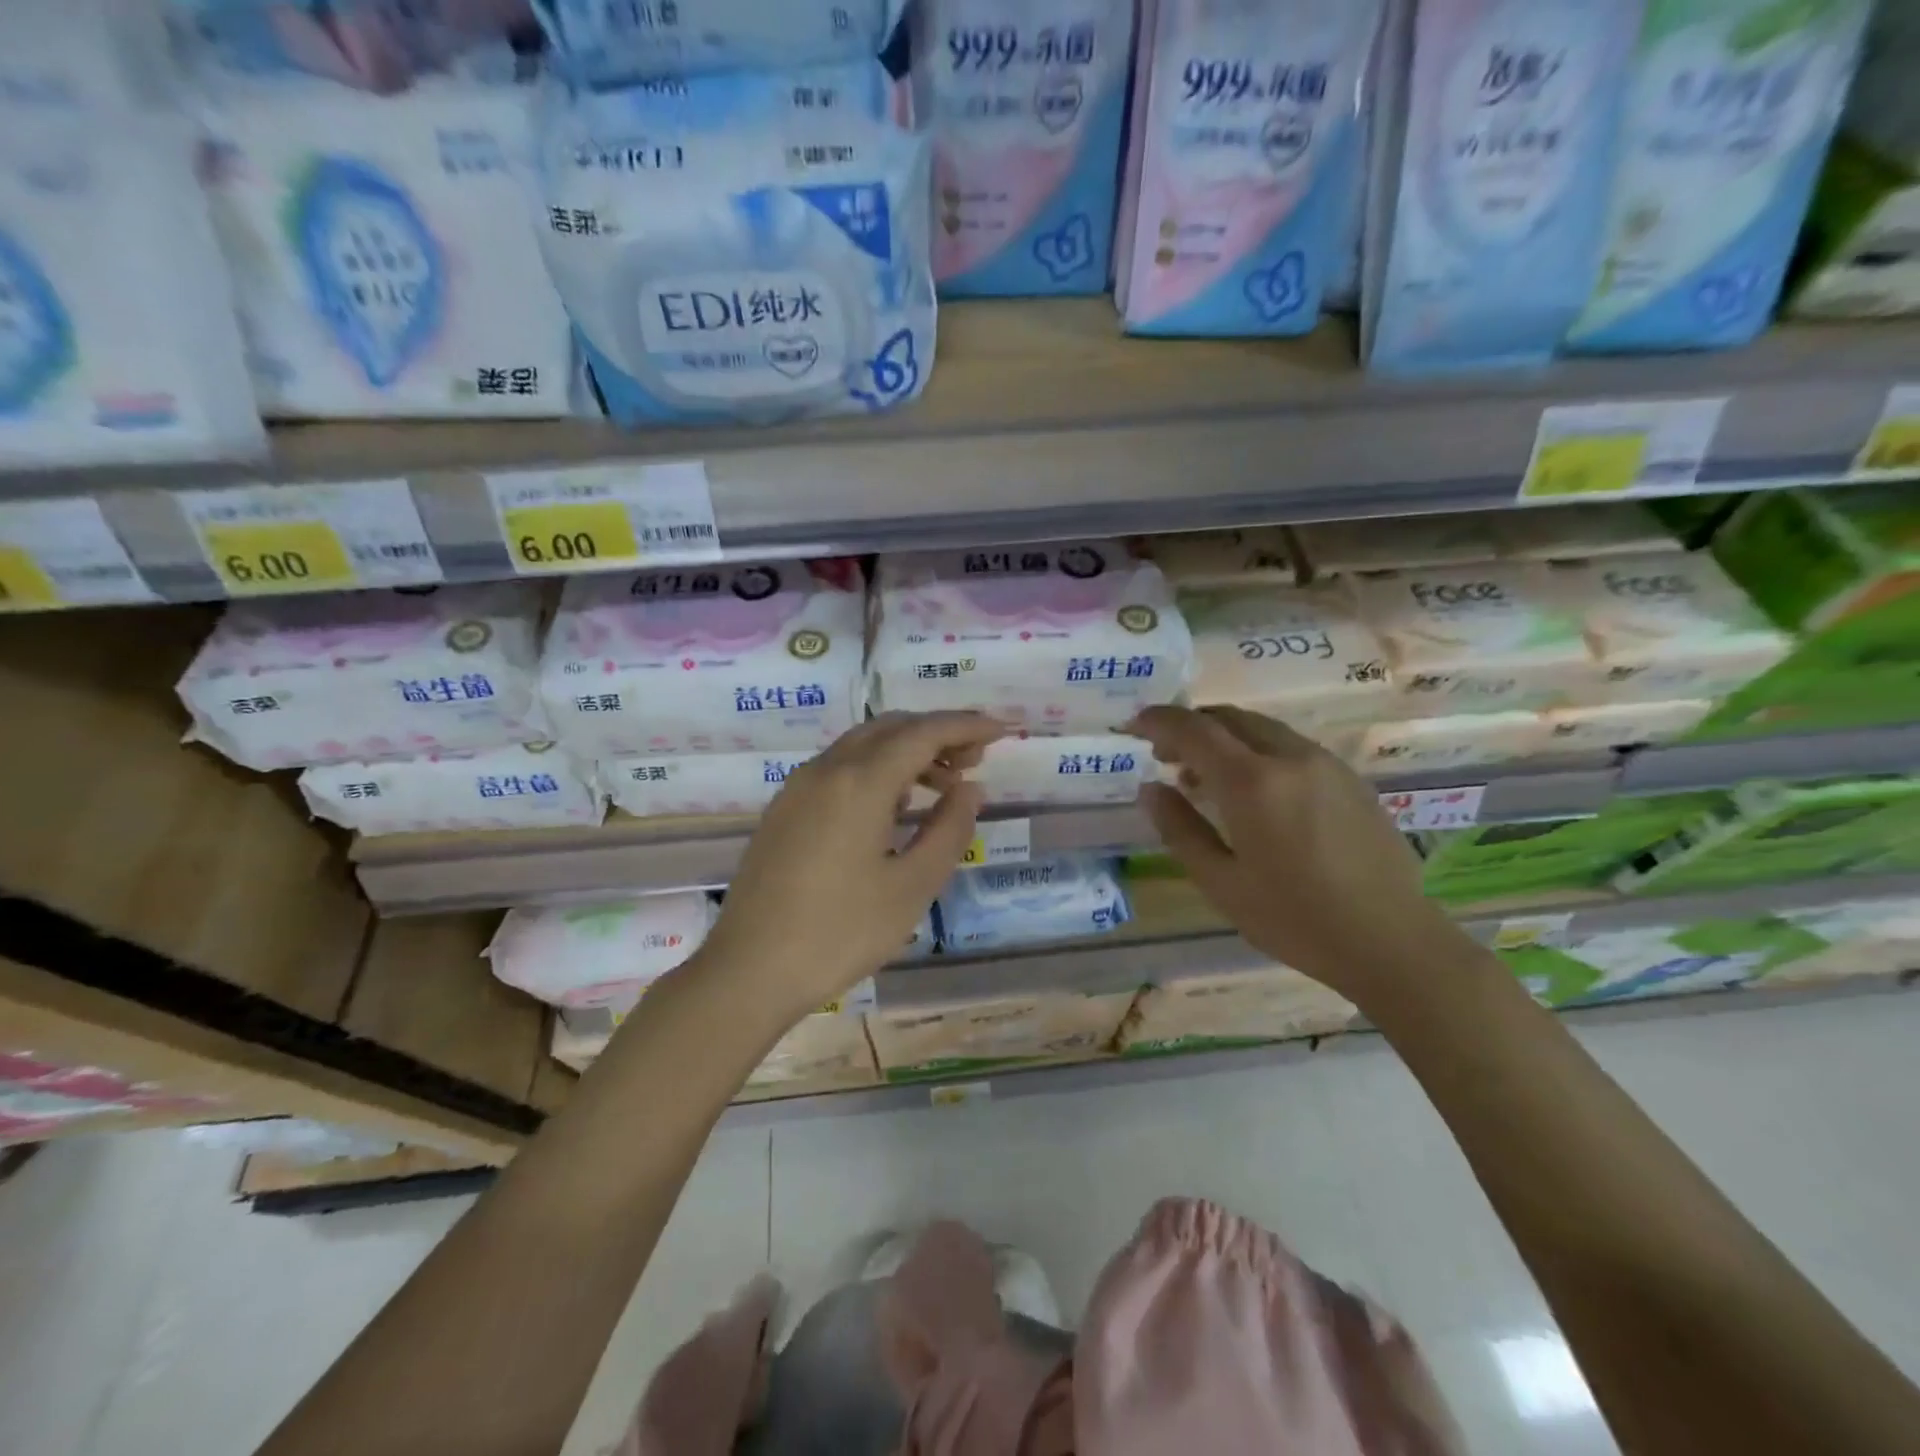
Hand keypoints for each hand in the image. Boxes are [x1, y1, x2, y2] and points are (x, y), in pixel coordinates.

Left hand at [693, 711, 1003, 1020]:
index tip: (1002, 730)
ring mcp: (798, 787)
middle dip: (938, 734)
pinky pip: (839, 768)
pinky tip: (894, 806)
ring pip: (862, 746)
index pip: (924, 733)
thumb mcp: (911, 887)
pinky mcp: (783, 809)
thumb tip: (971, 789)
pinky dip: (876, 769)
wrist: (748, 971)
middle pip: (891, 728)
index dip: (967, 726)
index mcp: (860, 782)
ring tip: (943, 787)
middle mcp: (826, 769)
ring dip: (907, 752)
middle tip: (975, 761)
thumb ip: (950, 829)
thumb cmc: (840, 933)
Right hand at [1128, 705, 1462, 1000]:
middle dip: (1190, 727)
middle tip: (1164, 756)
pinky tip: (1253, 792)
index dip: (1157, 720)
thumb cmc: (1295, 919)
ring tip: (1202, 778)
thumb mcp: (1221, 882)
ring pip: (1261, 728)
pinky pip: (1289, 746)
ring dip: (1224, 739)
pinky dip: (1256, 751)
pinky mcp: (1349, 778)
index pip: (1193, 729)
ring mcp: (1325, 764)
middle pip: (1228, 718)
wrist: (1392, 941)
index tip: (1133, 726)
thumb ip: (1179, 829)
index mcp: (1252, 782)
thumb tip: (1150, 789)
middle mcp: (1290, 757)